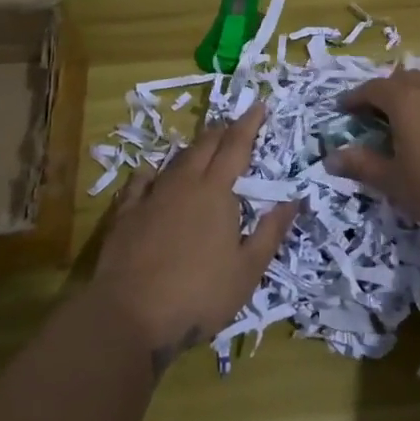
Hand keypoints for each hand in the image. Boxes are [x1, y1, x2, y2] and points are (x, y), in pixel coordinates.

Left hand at [91, 104, 295, 375]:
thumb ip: (270, 232)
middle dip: (222, 130)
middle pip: (204, 145)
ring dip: (192, 149)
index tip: (259, 105)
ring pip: (175, 160)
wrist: (129, 315)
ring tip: (201, 146)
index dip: (249, 124)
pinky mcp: (125, 214)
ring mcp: (151, 196)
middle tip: (233, 124)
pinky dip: (151, 172)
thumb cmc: (198, 295)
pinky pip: (140, 182)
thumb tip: (293, 200)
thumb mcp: (247, 271)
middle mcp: (183, 184)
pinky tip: (151, 172)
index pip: (236, 146)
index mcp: (216, 192)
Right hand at [324, 70, 419, 315]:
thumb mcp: (396, 183)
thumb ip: (362, 165)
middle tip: (375, 114)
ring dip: (414, 96)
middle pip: (402, 80)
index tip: (344, 110)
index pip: (372, 88)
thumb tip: (331, 157)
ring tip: (410, 119)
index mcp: (405, 101)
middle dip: (385, 93)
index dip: (355, 98)